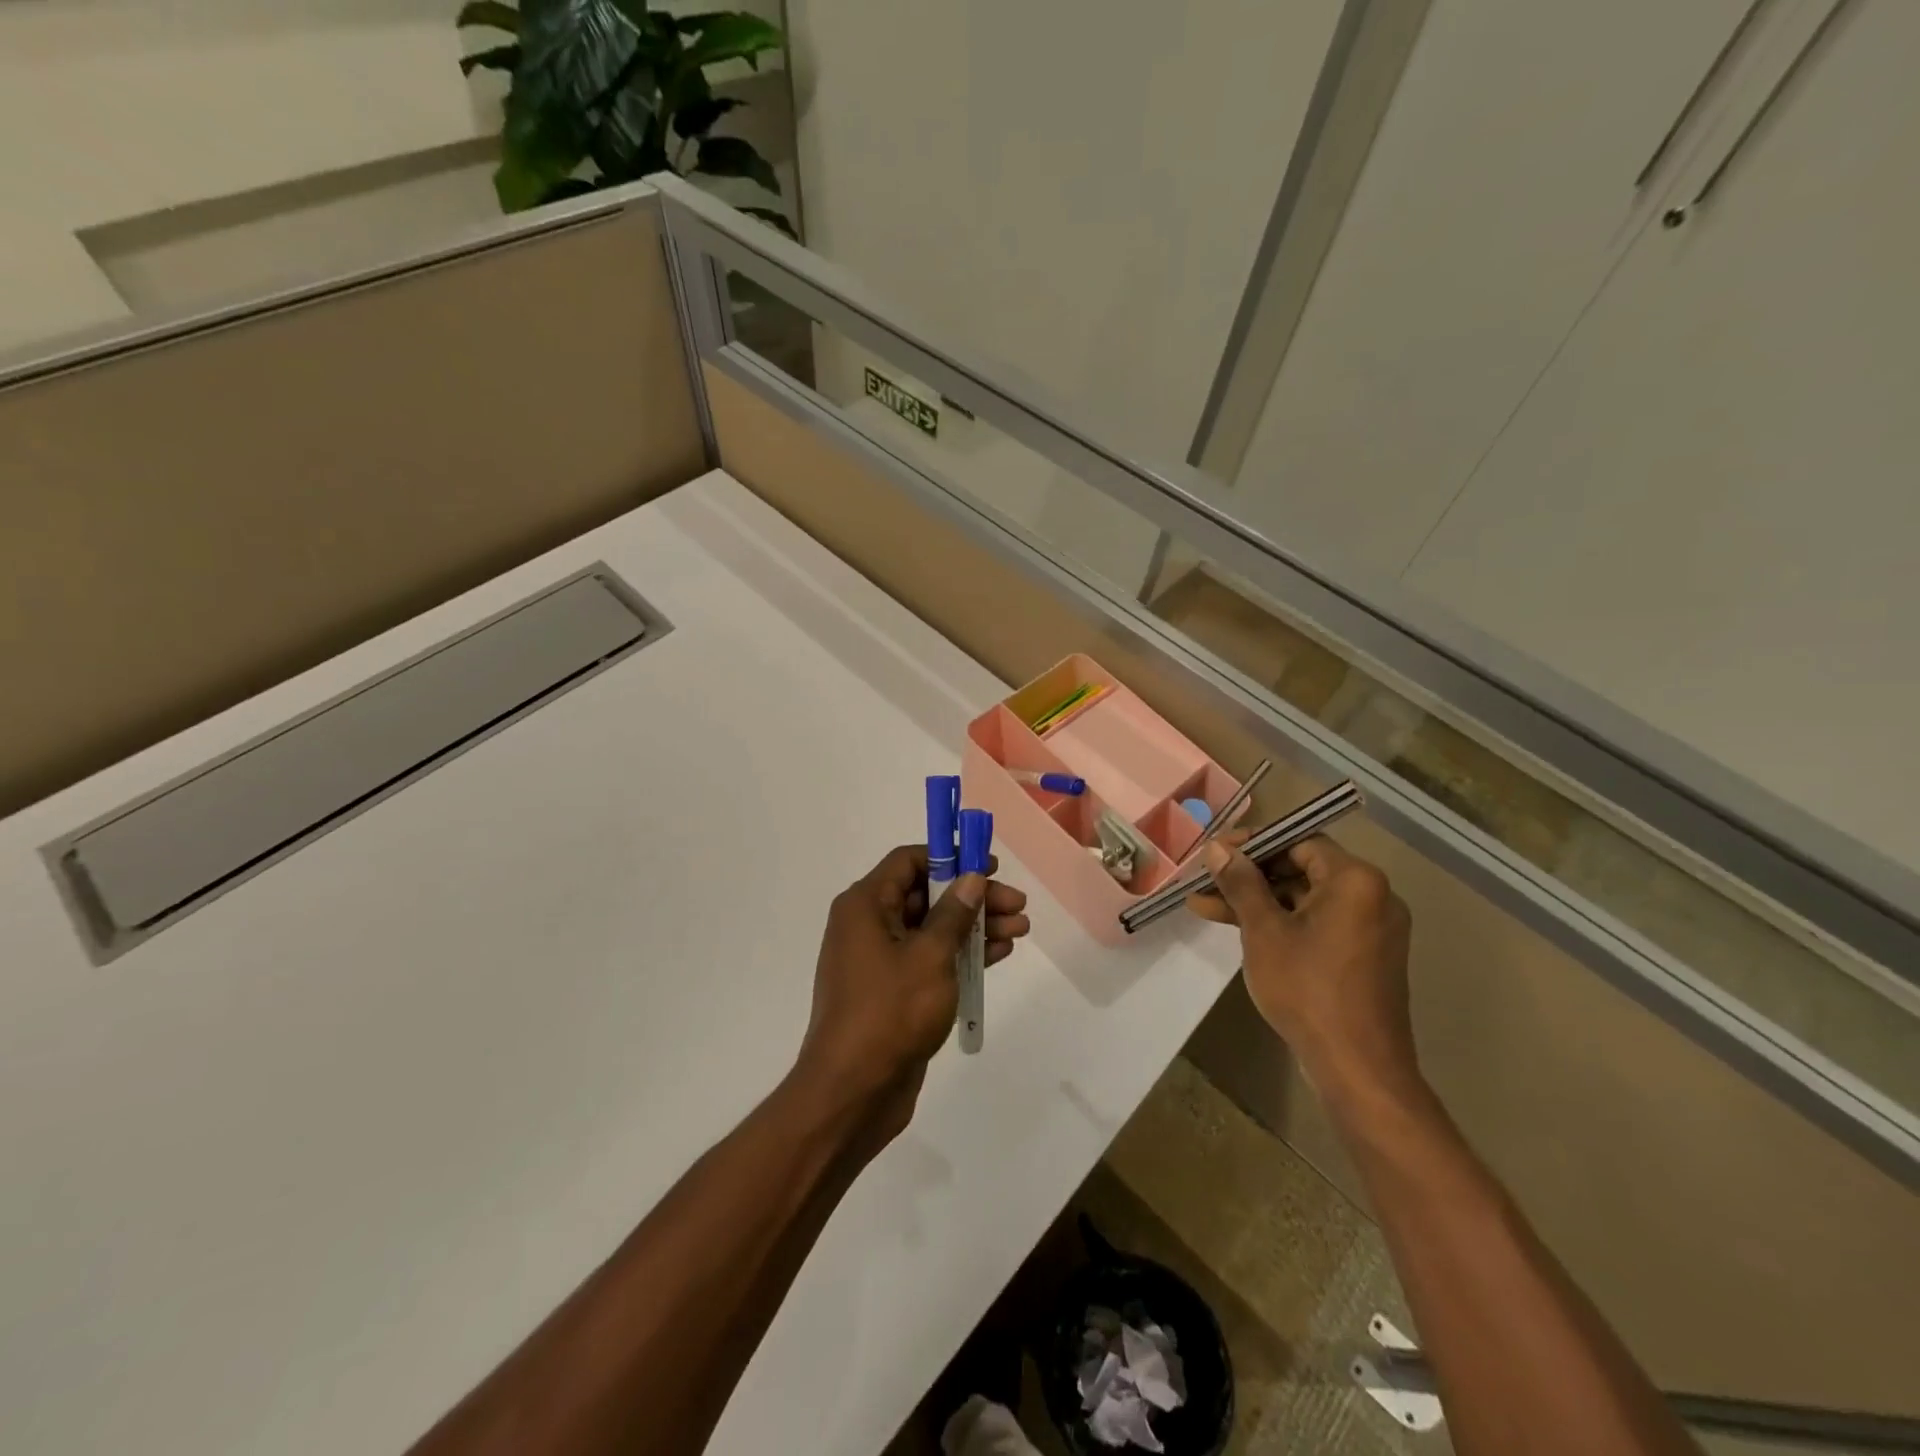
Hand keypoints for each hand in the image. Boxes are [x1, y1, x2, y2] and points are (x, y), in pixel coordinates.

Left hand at [794, 845, 1031, 1145]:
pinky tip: (1000, 953)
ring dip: (975, 927)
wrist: (853, 1092)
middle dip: (973, 898)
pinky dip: (962, 954)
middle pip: (927, 895)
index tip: (989, 866)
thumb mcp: (930, 956)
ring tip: (1020, 929)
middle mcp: (868, 925)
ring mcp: (880, 960)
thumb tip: (972, 877)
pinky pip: (930, 959)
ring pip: (933, 929)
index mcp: (865, 905)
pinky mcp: (893, 991)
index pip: (908, 861)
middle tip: (1017, 905)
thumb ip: (954, 913)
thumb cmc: (890, 1012)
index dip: (950, 857)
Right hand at [1186, 834, 1420, 1113]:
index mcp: (1355, 880)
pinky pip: (1315, 923)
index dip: (1252, 843)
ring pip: (1303, 898)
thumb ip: (1241, 883)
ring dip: (1257, 901)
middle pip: (1300, 868)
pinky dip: (1280, 923)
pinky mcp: (1362, 955)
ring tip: (1204, 904)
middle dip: (1248, 875)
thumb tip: (1217, 848)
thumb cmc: (1308, 989)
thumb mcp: (1263, 931)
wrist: (1357, 1067)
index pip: (1298, 840)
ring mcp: (1369, 928)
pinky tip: (1237, 928)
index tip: (1213, 853)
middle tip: (1204, 879)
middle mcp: (1372, 896)